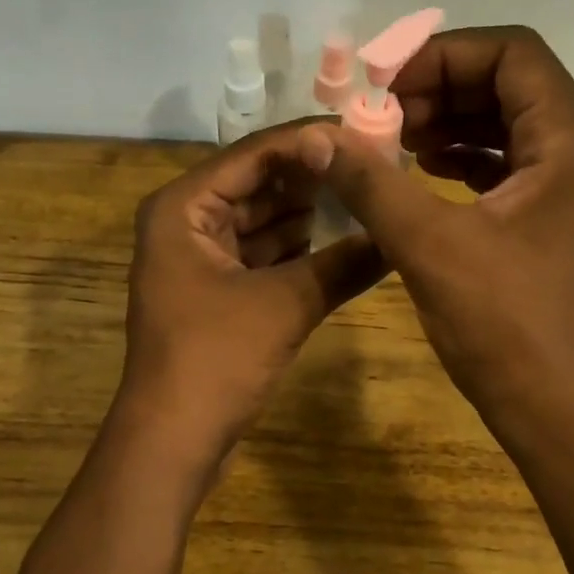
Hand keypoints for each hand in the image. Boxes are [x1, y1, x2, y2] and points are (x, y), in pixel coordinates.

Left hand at [119, 121, 387, 461]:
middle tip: (374, 164)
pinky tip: (344, 241)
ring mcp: (199, 257)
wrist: (173, 440)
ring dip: (309, 213)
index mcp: (183, 207)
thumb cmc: (216, 359)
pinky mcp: (216, 290)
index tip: (364, 133)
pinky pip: (262, 254)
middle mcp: (186, 221)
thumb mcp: (285, 304)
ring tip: (368, 197)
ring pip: (262, 220)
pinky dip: (297, 249)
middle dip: (312, 178)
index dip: (309, 141)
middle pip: (258, 184)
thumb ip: (343, 263)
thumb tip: (400, 236)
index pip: (254, 154)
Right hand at [296, 27, 573, 441]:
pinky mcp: (547, 219)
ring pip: (504, 123)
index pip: (511, 52)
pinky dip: (460, 157)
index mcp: (567, 140)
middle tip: (380, 113)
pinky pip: (503, 163)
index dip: (443, 54)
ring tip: (391, 140)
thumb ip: (370, 180)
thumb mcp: (428, 244)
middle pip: (507, 83)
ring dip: (447, 121)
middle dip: (439, 87)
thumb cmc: (505, 322)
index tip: (383, 81)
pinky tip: (418, 171)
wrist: (558, 407)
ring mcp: (566, 187)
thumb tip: (317, 136)